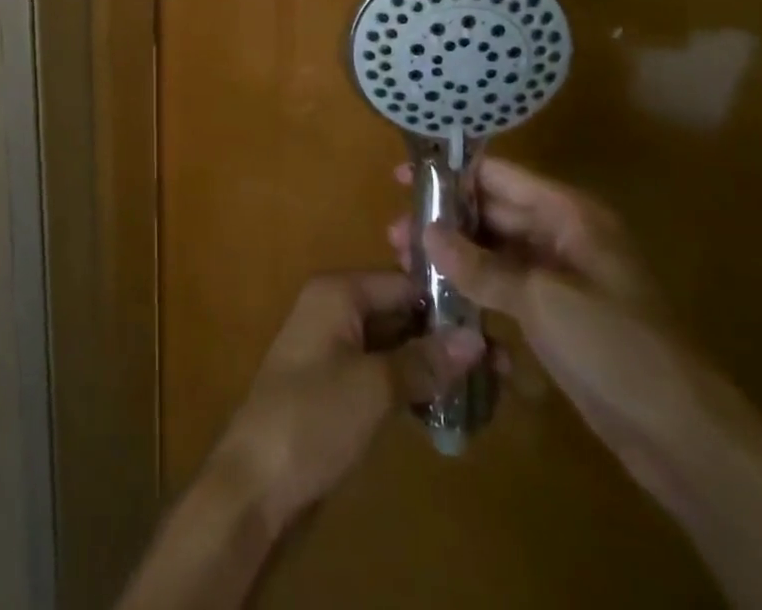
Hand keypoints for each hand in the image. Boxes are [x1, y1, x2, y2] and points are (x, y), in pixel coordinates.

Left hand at [212, 272, 485, 532]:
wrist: (256, 479)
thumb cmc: (313, 417)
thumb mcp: (374, 387)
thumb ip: (424, 360)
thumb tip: (477, 339)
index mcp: (338, 292)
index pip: (404, 282)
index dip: (448, 304)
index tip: (498, 329)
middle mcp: (335, 308)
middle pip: (401, 311)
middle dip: (447, 337)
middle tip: (504, 368)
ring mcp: (335, 346)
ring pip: (396, 343)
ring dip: (435, 365)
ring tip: (489, 391)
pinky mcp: (338, 383)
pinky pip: (384, 370)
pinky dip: (414, 385)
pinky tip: (450, 409)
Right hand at [389, 157, 715, 498]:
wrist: (685, 439)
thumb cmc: (616, 348)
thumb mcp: (542, 300)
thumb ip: (480, 265)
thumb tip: (425, 233)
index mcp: (568, 215)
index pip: (498, 177)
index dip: (451, 175)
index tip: (403, 180)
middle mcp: (562, 236)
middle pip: (492, 213)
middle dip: (445, 222)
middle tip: (394, 235)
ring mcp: (560, 278)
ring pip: (495, 252)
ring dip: (455, 257)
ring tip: (406, 266)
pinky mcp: (556, 316)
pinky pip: (506, 288)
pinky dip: (475, 289)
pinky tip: (442, 300)